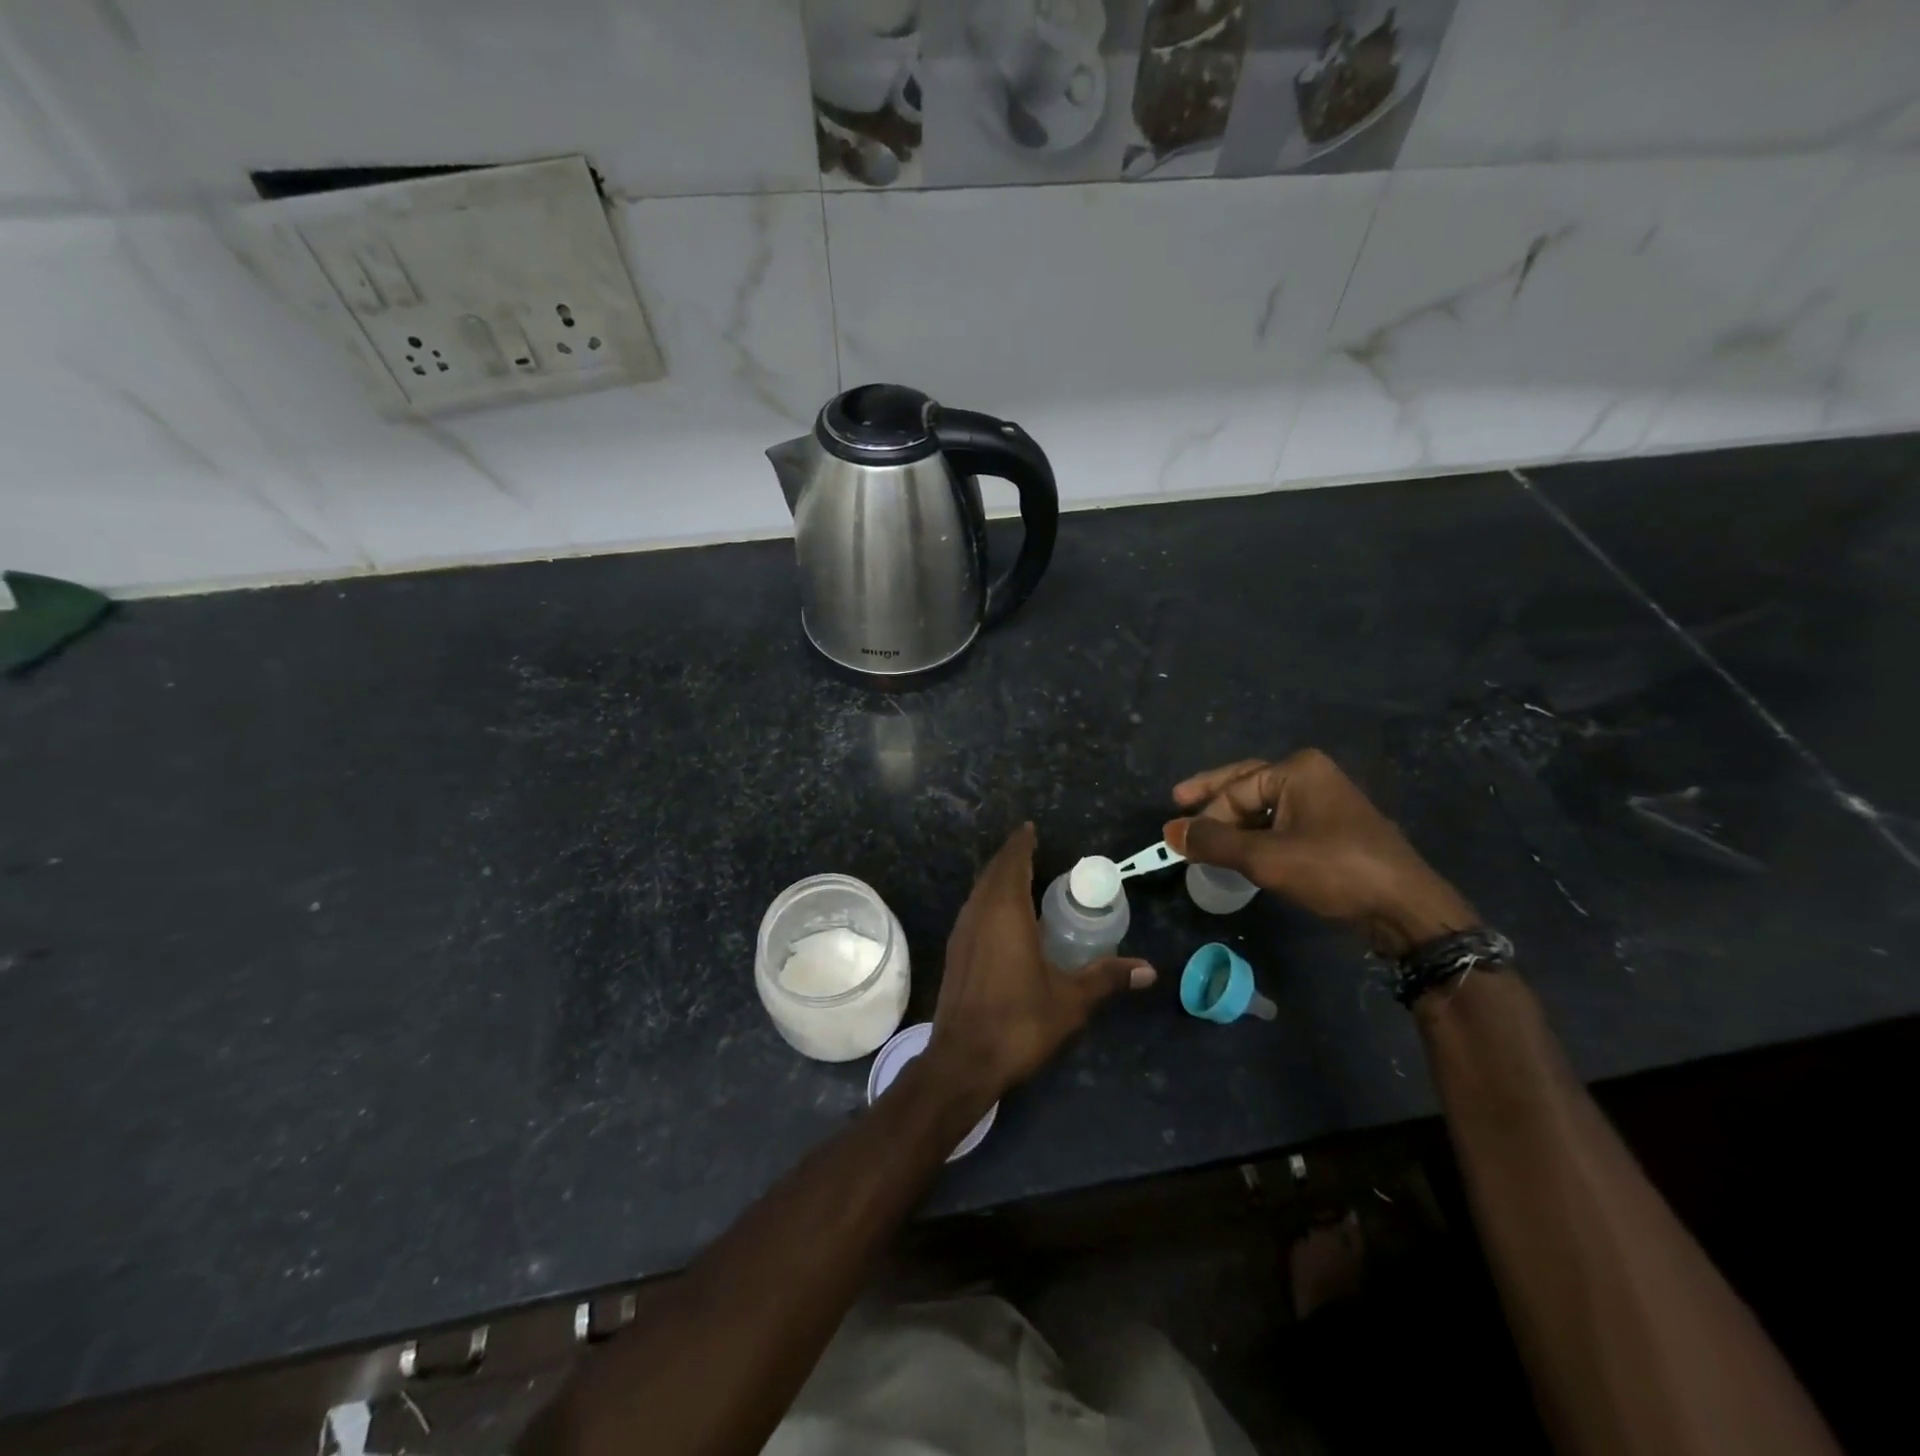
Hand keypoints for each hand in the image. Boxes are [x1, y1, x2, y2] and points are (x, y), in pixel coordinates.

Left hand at [926, 823, 1154, 1106]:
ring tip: (1022, 878)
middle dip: (1012, 857)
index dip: (1021, 843)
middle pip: (993, 872)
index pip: (1012, 862)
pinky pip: (973, 909)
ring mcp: (962, 932)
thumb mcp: (1070, 1000)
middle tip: (1034, 850)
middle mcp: (979, 912)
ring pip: (979, 891)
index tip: (1031, 828)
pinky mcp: (955, 951)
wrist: (962, 1060)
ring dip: (998, 878)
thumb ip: (1107, 978)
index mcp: (1006, 912)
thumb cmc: (1019, 1022)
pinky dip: (988, 899)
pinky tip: (1003, 917)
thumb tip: (1149, 969)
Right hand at [1165, 750, 1477, 957]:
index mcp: (1297, 771)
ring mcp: (1325, 803)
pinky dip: (1257, 835)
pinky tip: (1241, 851)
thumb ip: (1214, 843)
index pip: (1234, 789)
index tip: (1177, 840)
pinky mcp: (1333, 831)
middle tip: (1178, 802)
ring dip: (1234, 823)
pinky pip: (1282, 824)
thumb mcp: (1265, 858)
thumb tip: (1170, 833)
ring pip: (1264, 808)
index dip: (1204, 815)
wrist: (1405, 909)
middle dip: (1214, 801)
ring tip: (1204, 837)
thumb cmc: (1334, 871)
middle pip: (1247, 786)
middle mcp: (1311, 777)